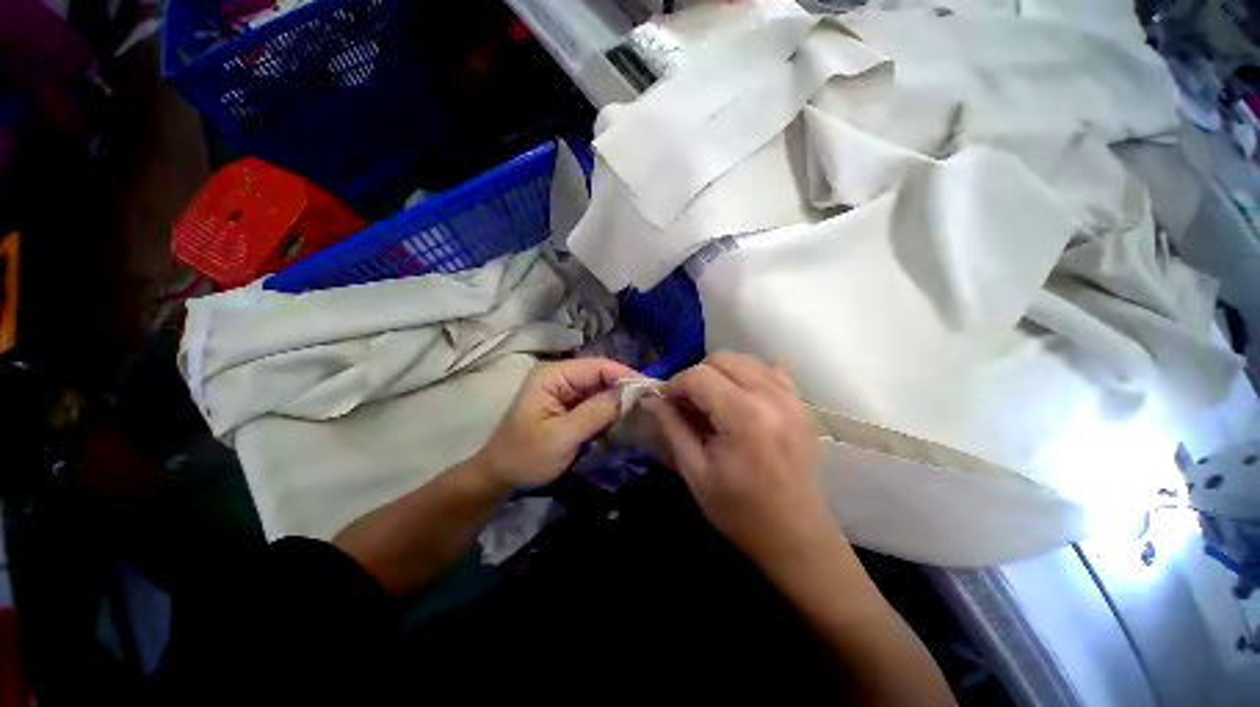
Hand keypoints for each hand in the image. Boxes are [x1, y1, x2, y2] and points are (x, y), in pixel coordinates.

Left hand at [472, 357, 636, 488]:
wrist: (502, 475)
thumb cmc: (526, 455)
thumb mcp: (562, 436)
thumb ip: (596, 412)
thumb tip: (630, 394)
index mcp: (553, 375)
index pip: (597, 366)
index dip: (624, 375)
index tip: (650, 389)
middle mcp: (560, 376)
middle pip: (601, 375)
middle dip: (624, 387)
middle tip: (650, 402)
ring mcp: (565, 389)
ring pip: (601, 388)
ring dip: (619, 399)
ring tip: (643, 409)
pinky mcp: (569, 404)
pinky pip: (596, 401)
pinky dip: (610, 409)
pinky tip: (624, 418)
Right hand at [642, 352, 837, 566]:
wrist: (796, 536)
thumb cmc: (740, 511)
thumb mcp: (695, 473)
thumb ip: (672, 427)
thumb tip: (650, 399)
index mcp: (744, 416)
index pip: (698, 376)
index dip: (674, 385)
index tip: (665, 402)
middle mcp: (771, 397)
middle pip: (721, 359)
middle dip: (696, 377)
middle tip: (688, 404)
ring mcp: (791, 397)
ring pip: (744, 359)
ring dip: (721, 374)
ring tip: (713, 402)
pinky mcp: (801, 404)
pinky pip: (770, 370)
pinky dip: (749, 375)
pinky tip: (742, 399)